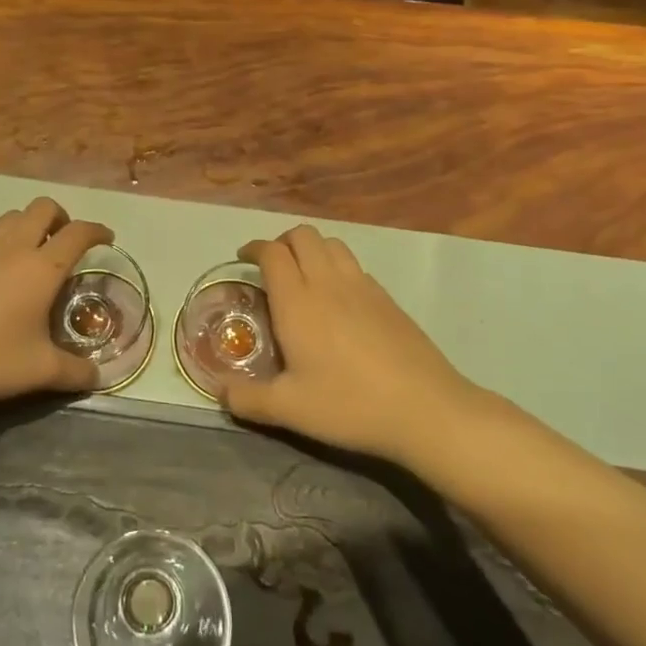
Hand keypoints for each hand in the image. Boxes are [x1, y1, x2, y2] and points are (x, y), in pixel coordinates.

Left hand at [0, 198, 110, 412]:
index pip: (77, 233)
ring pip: (12, 217)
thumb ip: (73, 372)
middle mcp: (13, 248)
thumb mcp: (37, 371)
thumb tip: (98, 377)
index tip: (107, 238)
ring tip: (35, 254)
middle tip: (67, 242)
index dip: (96, 231)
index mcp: (41, 267)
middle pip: (42, 208)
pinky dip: (4, 244)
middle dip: (61, 217)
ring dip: (30, 224)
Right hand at [217, 226, 493, 469]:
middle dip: (282, 242)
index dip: (254, 249)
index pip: (272, 252)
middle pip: (302, 235)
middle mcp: (328, 282)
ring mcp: (362, 286)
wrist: (426, 409)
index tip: (243, 260)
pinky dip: (337, 267)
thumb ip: (247, 399)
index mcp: (297, 301)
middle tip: (271, 267)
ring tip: (304, 276)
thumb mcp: (290, 410)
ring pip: (332, 243)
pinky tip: (339, 300)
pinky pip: (354, 265)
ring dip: (312, 249)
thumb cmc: (350, 405)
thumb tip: (219, 392)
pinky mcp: (388, 298)